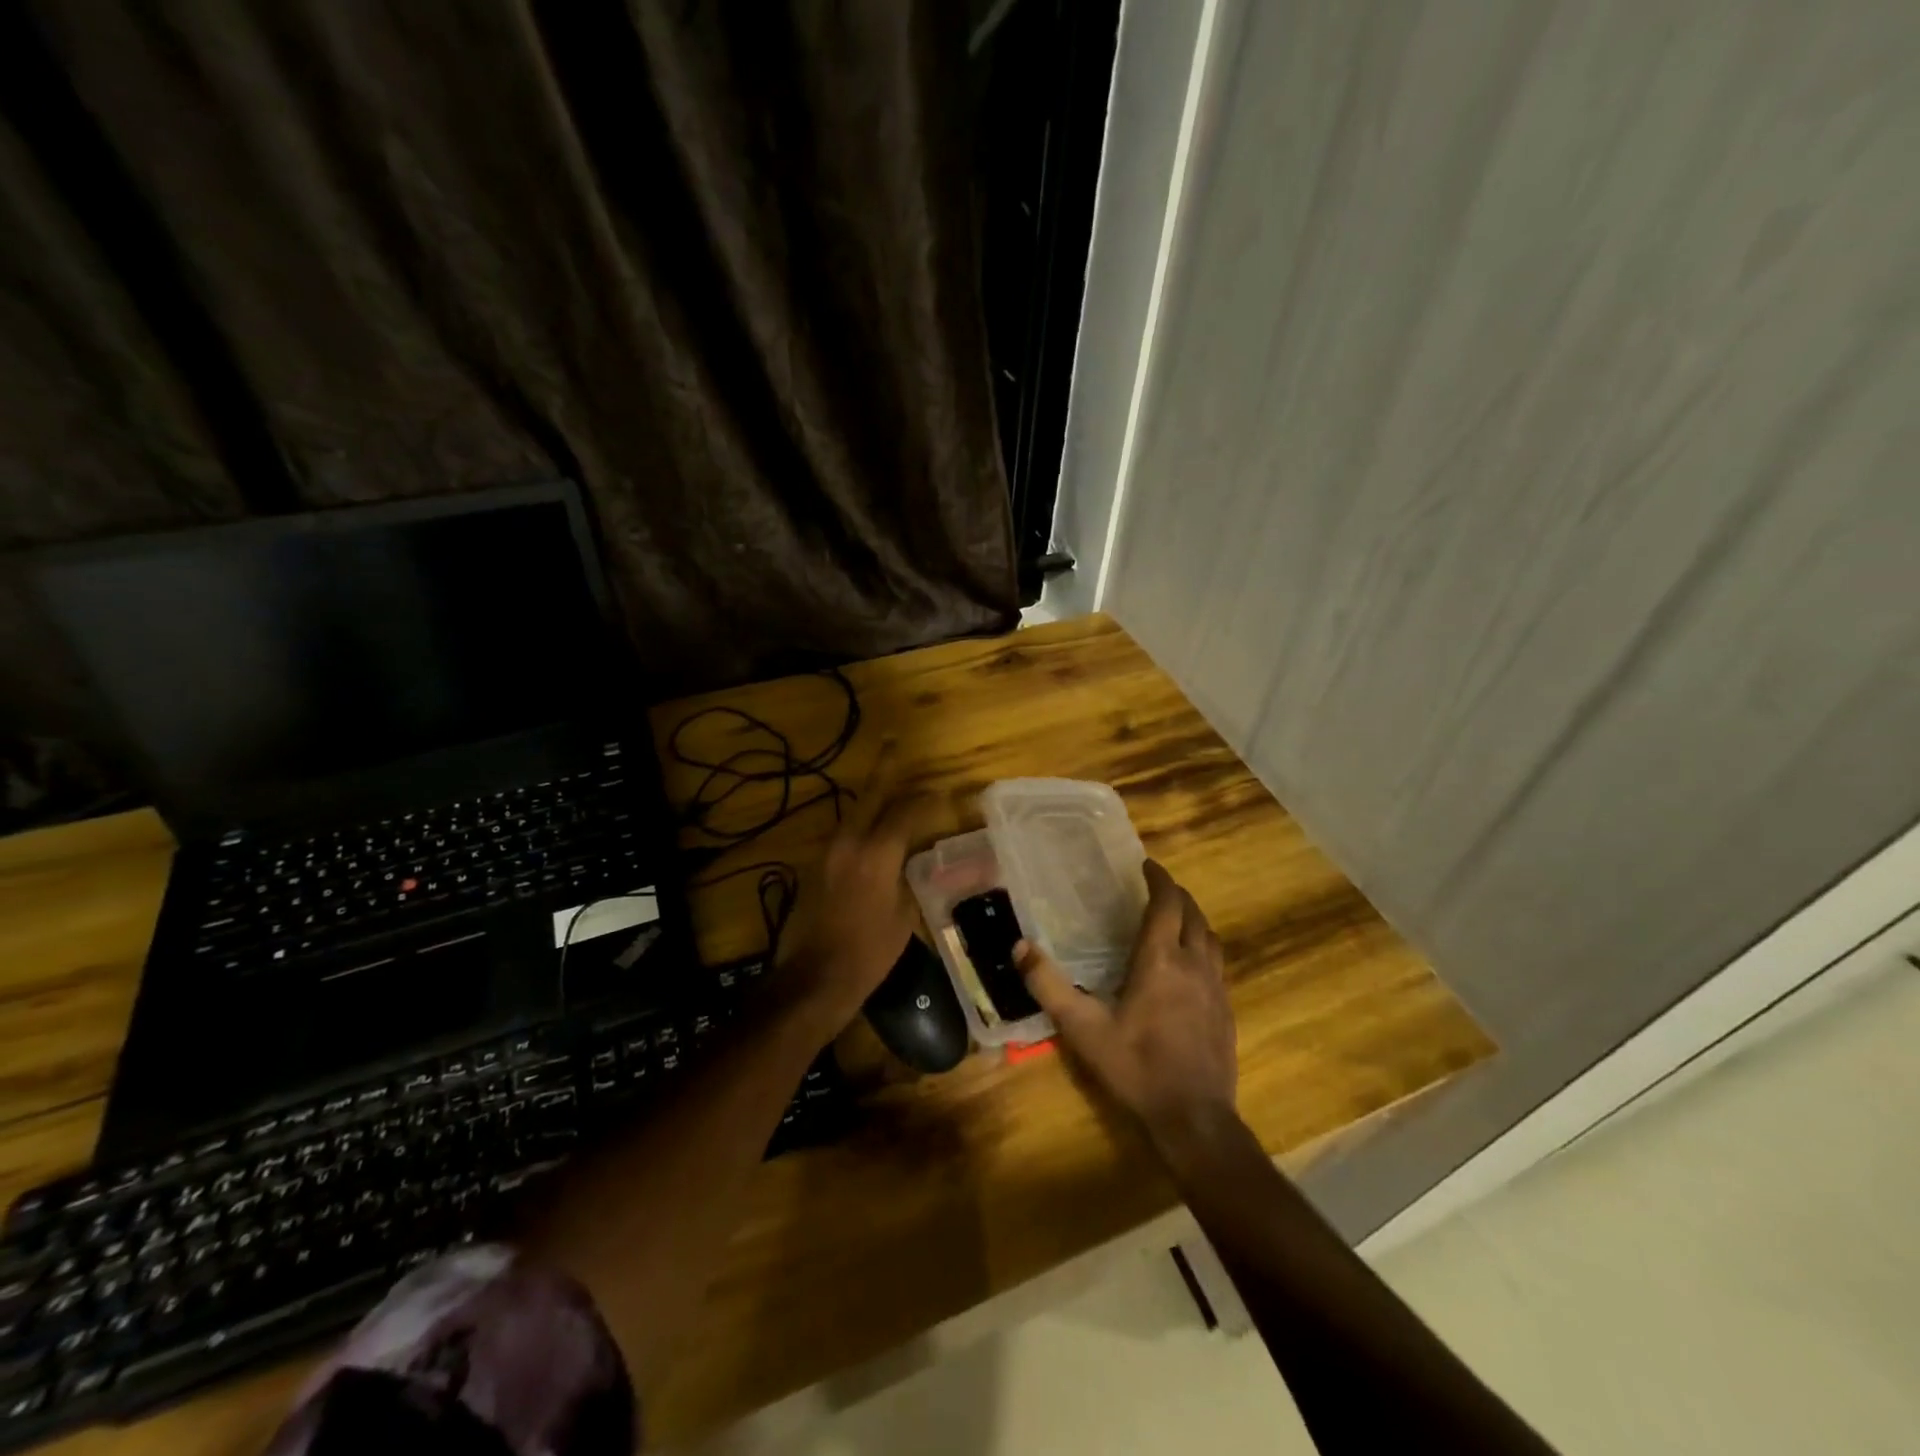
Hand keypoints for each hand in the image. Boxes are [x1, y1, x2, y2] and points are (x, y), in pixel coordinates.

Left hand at [774, 742, 925, 1039]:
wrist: (816, 977)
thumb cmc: (869, 951)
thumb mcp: (904, 914)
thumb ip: (909, 876)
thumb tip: (915, 857)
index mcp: (876, 852)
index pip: (905, 811)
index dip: (926, 800)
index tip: (942, 794)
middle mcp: (849, 841)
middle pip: (871, 795)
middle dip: (884, 768)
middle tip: (892, 741)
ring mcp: (829, 851)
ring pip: (855, 812)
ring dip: (873, 797)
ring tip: (888, 783)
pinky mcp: (817, 865)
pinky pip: (846, 832)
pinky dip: (863, 822)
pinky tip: (873, 827)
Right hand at [1015, 860, 1236, 1152]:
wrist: (1194, 1117)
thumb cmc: (1135, 1067)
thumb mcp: (1083, 1028)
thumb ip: (1049, 986)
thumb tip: (1019, 947)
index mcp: (1160, 960)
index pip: (1166, 903)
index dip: (1159, 879)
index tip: (1147, 865)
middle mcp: (1193, 965)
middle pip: (1193, 914)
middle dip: (1176, 895)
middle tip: (1156, 888)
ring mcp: (1216, 988)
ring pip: (1209, 938)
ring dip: (1193, 920)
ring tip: (1174, 920)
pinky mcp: (1227, 1011)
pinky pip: (1217, 964)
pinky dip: (1202, 948)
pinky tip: (1189, 967)